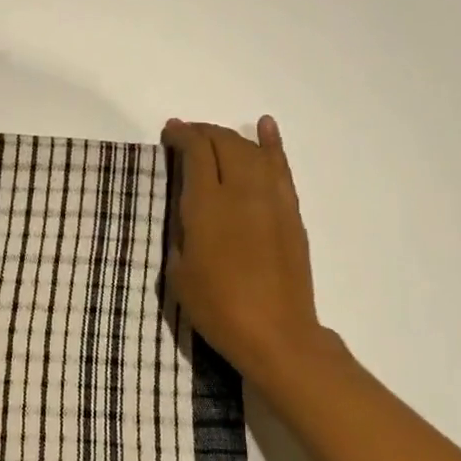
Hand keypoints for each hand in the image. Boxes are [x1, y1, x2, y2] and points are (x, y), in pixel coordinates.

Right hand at [162, 116, 322, 391]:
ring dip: (231, 137)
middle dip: (203, 132)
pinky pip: (281, 168)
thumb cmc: (217, 308)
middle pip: (224, 144)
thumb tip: (187, 211)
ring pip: (252, 151)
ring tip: (216, 136)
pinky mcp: (291, 212)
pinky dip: (272, 144)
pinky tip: (264, 127)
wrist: (276, 334)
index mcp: (207, 206)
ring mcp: (272, 200)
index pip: (196, 153)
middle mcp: (241, 192)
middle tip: (188, 135)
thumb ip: (180, 233)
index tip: (170, 132)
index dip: (182, 135)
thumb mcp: (178, 272)